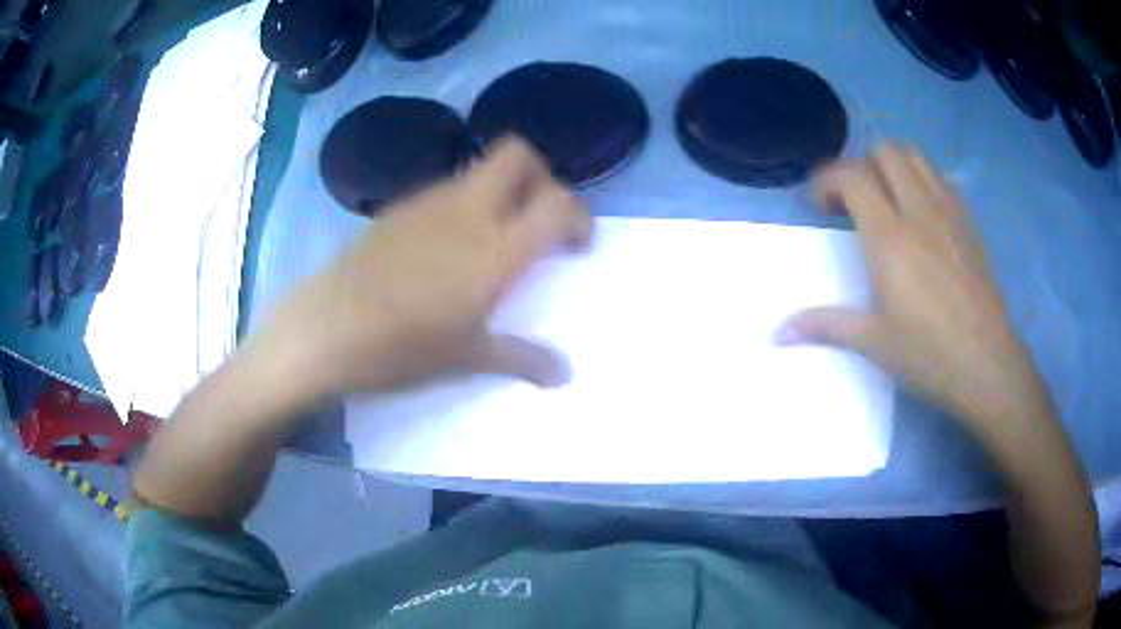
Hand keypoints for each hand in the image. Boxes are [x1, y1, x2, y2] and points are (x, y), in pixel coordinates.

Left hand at [251, 137, 591, 399]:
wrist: (323, 330)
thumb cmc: (399, 348)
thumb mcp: (465, 358)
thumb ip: (521, 358)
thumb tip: (564, 374)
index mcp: (494, 248)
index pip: (557, 203)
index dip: (579, 216)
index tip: (577, 244)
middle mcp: (466, 210)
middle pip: (518, 155)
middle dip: (541, 177)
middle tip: (537, 221)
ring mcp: (428, 202)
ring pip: (481, 170)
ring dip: (501, 192)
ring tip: (492, 240)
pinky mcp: (398, 208)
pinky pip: (447, 191)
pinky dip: (465, 205)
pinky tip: (446, 249)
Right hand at [777, 144, 1052, 440]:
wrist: (988, 365)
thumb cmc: (929, 355)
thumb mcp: (874, 343)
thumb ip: (824, 325)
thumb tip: (776, 333)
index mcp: (890, 238)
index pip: (852, 176)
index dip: (827, 180)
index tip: (818, 205)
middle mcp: (919, 211)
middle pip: (885, 153)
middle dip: (861, 166)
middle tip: (853, 202)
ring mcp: (948, 212)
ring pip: (915, 158)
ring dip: (892, 167)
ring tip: (886, 201)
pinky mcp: (968, 223)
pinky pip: (940, 179)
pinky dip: (922, 181)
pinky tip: (921, 215)